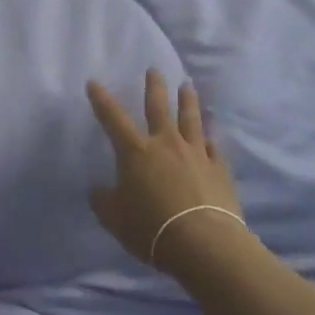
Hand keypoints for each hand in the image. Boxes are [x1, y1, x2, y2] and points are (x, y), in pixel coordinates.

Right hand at [88, 71, 242, 269]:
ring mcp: (196, 154)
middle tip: (154, 70)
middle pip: (159, 108)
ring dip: (188, 101)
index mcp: (135, 152)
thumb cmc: (151, 228)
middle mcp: (166, 144)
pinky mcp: (220, 170)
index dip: (101, 100)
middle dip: (154, 87)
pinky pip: (215, 148)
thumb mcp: (114, 217)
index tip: (94, 82)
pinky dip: (212, 137)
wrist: (203, 244)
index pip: (113, 118)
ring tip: (188, 86)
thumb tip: (99, 190)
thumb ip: (104, 200)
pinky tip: (212, 132)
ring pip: (191, 120)